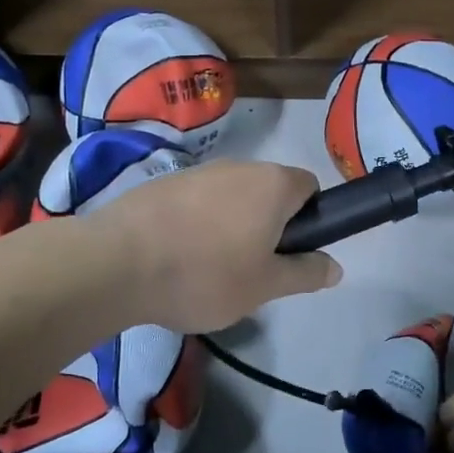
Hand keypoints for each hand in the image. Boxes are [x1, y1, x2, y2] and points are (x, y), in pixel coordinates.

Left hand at [89, 160, 341, 332]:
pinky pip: (197, 202)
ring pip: (231, 197)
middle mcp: (240, 166)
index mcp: (272, 184)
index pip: (310, 187)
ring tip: (209, 268)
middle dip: (269, 225)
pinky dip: (197, 224)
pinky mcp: (163, 183)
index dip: (309, 219)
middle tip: (253, 269)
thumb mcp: (265, 286)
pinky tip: (177, 256)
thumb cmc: (205, 274)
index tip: (290, 253)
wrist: (117, 263)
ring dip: (231, 225)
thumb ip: (305, 273)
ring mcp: (198, 171)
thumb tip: (336, 266)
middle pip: (269, 191)